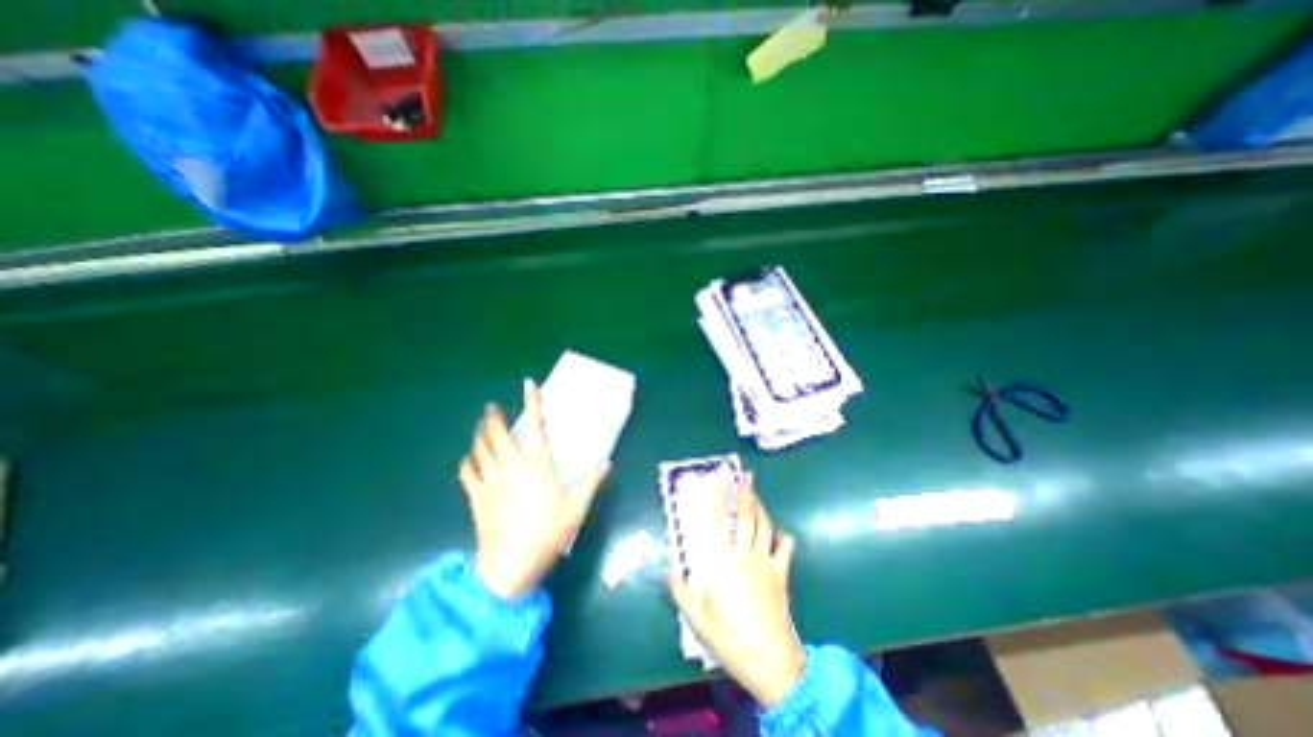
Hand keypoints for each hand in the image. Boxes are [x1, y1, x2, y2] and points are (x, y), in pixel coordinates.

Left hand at [458, 382, 607, 602]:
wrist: (510, 567)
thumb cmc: (548, 533)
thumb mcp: (576, 508)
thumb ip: (591, 481)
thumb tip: (607, 462)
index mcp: (536, 465)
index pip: (534, 427)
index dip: (531, 404)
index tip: (528, 384)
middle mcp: (511, 467)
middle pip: (496, 435)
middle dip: (492, 418)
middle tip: (491, 407)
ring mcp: (490, 482)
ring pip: (479, 450)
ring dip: (478, 435)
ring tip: (480, 426)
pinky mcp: (476, 499)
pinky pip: (467, 474)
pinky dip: (466, 462)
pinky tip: (467, 459)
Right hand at [670, 473, 804, 707]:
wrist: (770, 660)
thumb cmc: (729, 637)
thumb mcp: (696, 617)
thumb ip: (681, 589)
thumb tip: (671, 565)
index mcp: (721, 560)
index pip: (718, 520)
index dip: (718, 497)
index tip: (717, 478)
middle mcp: (744, 553)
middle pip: (745, 515)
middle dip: (745, 492)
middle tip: (746, 475)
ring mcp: (765, 561)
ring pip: (763, 525)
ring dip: (760, 507)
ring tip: (756, 493)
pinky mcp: (781, 573)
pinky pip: (784, 548)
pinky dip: (783, 537)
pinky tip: (781, 532)